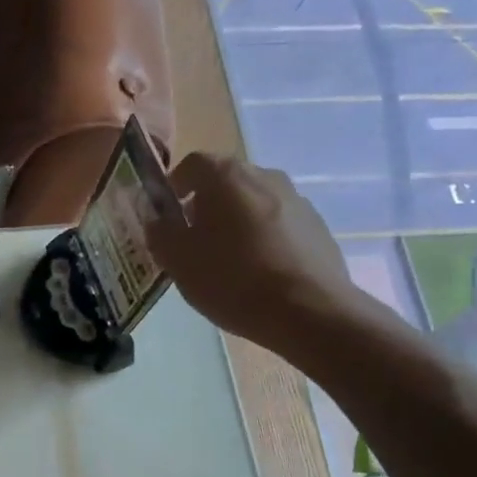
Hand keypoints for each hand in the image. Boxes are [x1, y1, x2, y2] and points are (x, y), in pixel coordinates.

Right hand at [147, 153, 364, 358]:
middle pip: (225, 181)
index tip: (167, 215)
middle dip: (205, 205)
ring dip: (236, 221)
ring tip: (228, 260)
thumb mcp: (178, 261)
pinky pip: (279, 223)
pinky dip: (264, 238)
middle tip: (194, 240)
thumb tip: (158, 220)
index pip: (192, 163)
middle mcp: (264, 175)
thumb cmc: (232, 279)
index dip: (174, 186)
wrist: (309, 312)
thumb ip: (160, 233)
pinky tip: (259, 272)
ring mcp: (297, 199)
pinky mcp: (317, 226)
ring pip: (253, 202)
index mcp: (226, 176)